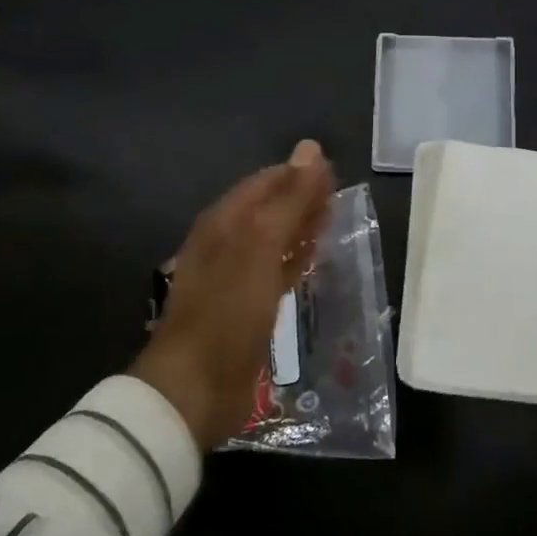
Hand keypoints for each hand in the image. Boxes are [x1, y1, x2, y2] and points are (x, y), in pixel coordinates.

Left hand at [130, 140, 333, 449]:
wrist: (195, 387)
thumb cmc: (228, 310)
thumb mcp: (262, 246)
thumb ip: (290, 199)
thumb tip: (311, 147)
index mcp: (223, 221)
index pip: (265, 182)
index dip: (299, 173)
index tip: (335, 173)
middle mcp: (226, 243)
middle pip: (269, 209)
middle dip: (302, 199)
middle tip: (341, 197)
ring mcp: (234, 277)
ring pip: (274, 240)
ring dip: (301, 229)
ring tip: (334, 222)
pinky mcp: (246, 308)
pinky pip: (275, 272)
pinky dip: (295, 261)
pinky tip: (313, 262)